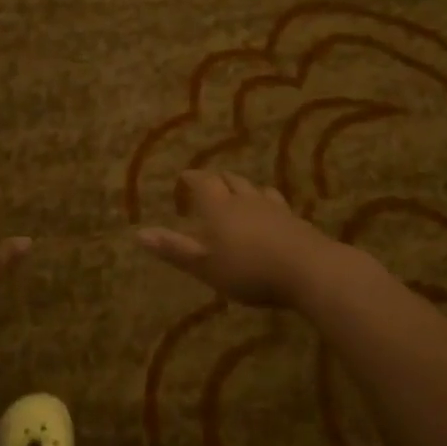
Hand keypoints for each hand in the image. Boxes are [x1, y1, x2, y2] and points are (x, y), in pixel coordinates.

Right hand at [136, 170, 344, 308]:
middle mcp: (245, 200)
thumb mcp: (204, 265)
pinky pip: (277, 204)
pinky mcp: (295, 221)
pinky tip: (272, 213)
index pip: (203, 182)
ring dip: (244, 188)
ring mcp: (274, 208)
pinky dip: (267, 203)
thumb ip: (174, 249)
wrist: (308, 269)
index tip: (185, 176)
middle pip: (230, 180)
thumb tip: (138, 233)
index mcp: (219, 207)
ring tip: (240, 192)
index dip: (193, 178)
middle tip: (210, 181)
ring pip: (255, 189)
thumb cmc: (248, 269)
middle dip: (218, 179)